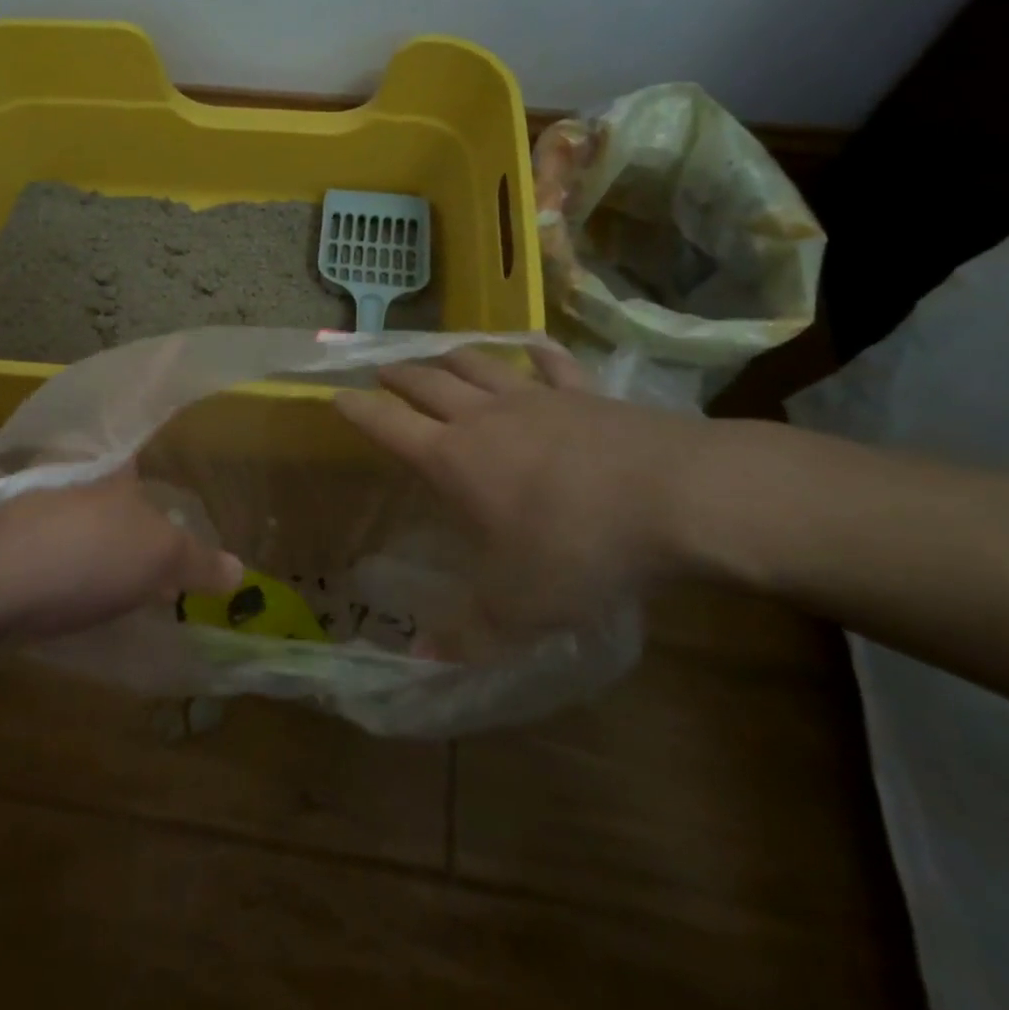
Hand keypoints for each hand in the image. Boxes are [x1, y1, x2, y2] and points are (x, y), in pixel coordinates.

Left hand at [0, 470, 243, 641]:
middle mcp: (71, 473)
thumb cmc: (85, 553)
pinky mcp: (3, 540)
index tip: (167, 494)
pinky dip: (67, 563)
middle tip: (152, 545)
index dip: (154, 470)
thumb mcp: (159, 558)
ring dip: (95, 540)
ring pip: (75, 516)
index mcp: (112, 464)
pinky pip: (48, 546)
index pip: (138, 451)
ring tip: (121, 575)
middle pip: (107, 486)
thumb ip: (199, 561)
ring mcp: (32, 504)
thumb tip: (238, 569)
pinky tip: (77, 594)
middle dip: (126, 510)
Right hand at [333, 345, 711, 636]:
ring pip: (479, 365)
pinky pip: (551, 364)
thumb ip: (467, 634)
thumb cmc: (576, 549)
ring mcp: (536, 398)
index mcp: (453, 458)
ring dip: (451, 357)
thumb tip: (421, 661)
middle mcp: (483, 418)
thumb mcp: (518, 608)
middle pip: (427, 384)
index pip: (388, 426)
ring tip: (437, 354)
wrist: (673, 497)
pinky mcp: (585, 393)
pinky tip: (531, 348)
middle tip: (381, 370)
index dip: (357, 411)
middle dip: (399, 377)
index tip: (335, 396)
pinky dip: (535, 354)